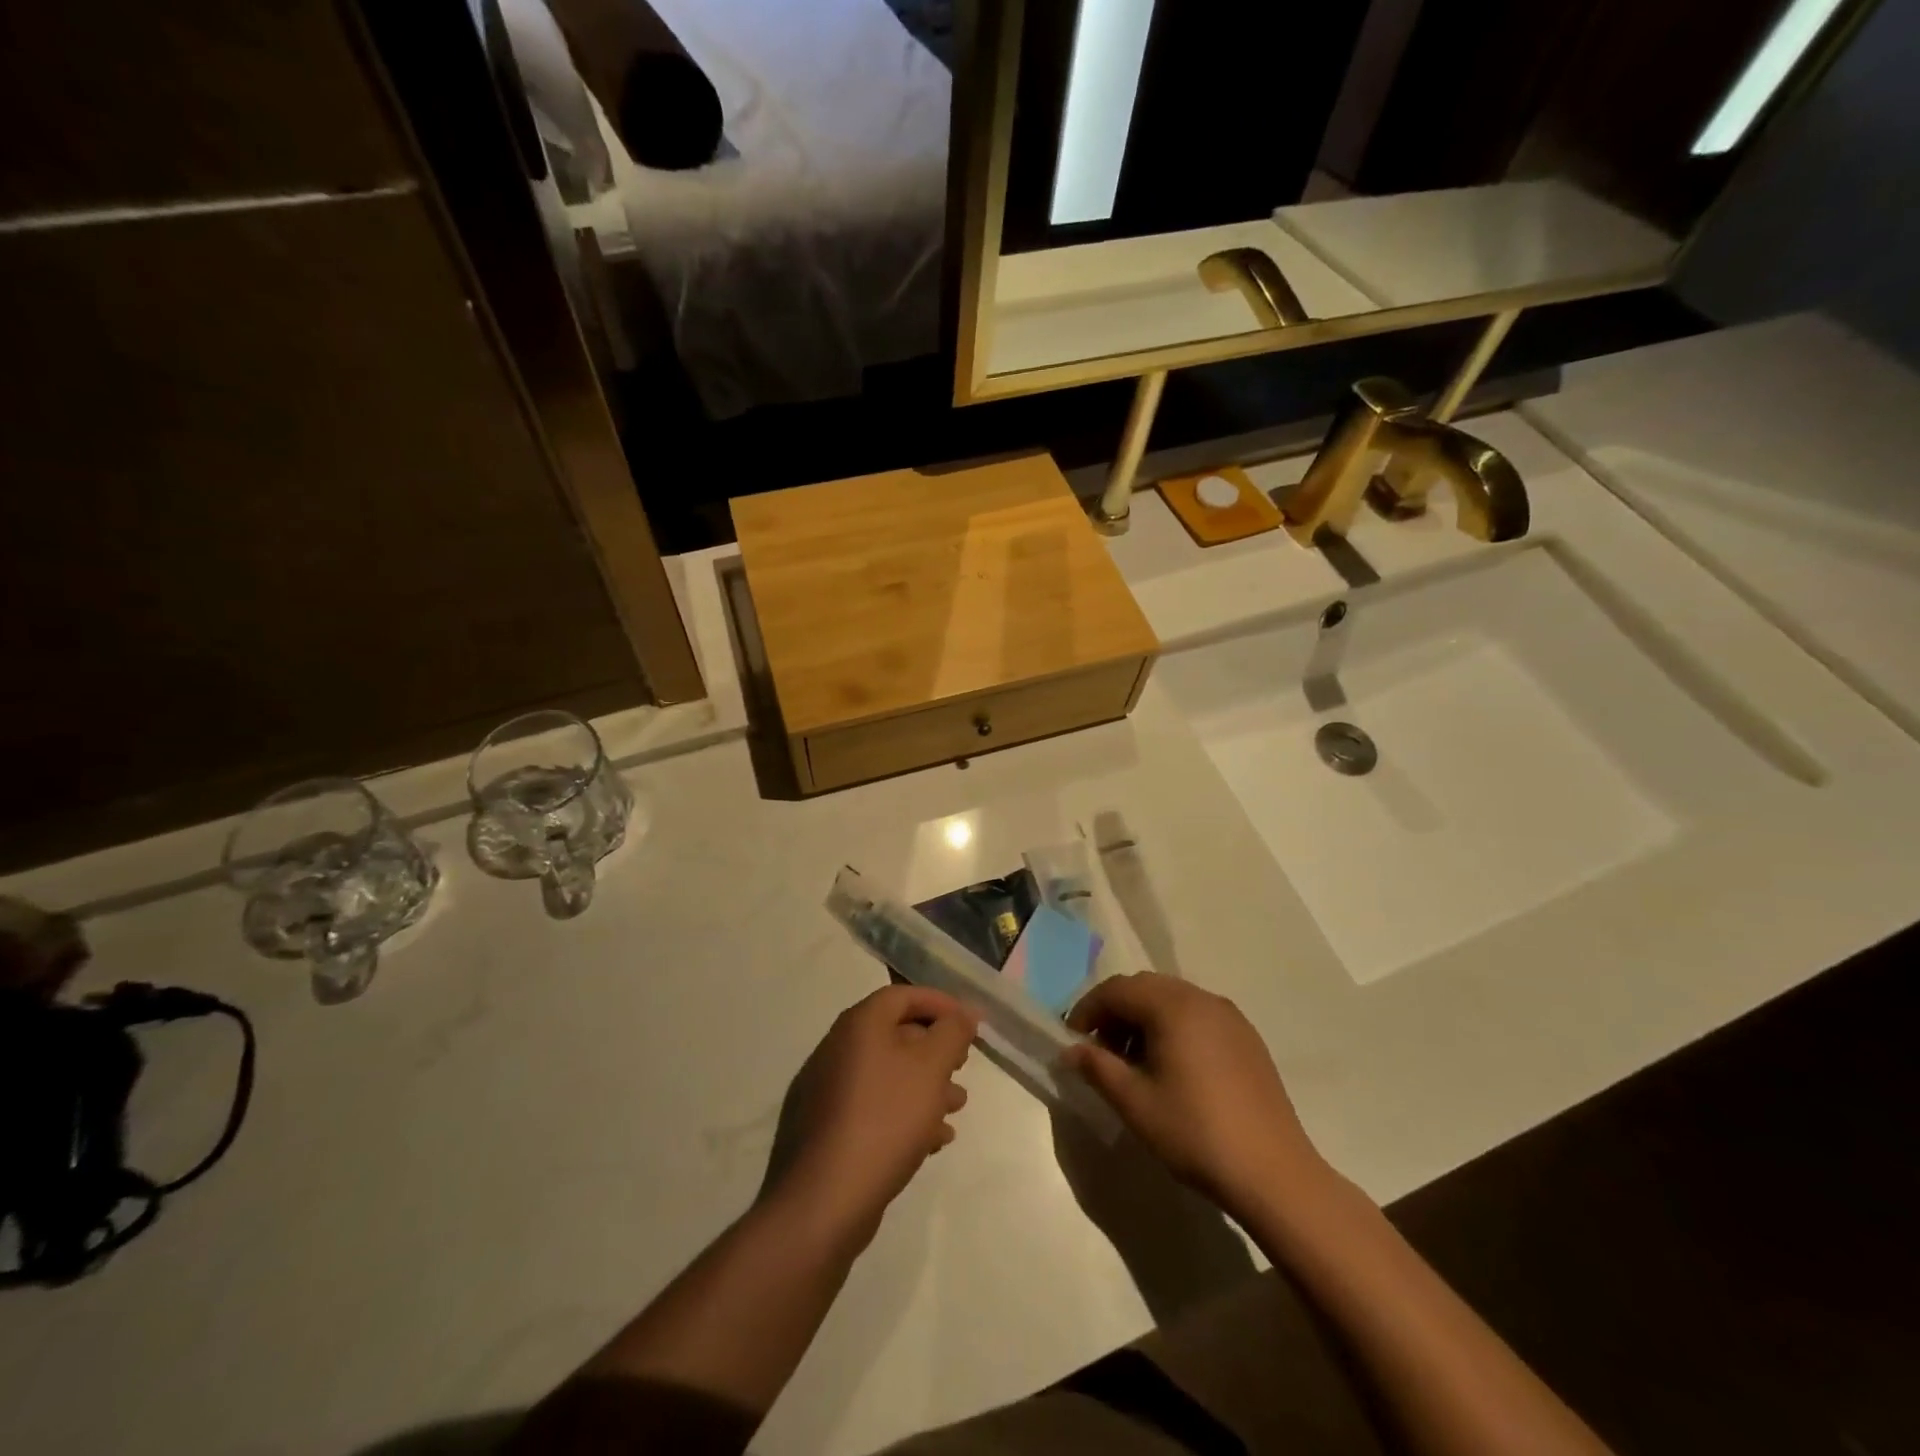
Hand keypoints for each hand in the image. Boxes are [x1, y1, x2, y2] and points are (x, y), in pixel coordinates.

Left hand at [760, 985, 977, 1255]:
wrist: (824, 1200)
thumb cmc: (884, 1119)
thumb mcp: (930, 1069)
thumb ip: (952, 1033)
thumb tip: (965, 1011)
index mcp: (858, 1025)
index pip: (902, 996)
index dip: (939, 1003)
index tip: (969, 1023)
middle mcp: (837, 1049)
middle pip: (894, 1034)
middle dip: (934, 1050)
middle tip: (963, 1067)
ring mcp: (827, 1091)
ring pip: (887, 1075)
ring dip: (924, 1085)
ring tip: (956, 1108)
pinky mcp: (826, 1130)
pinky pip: (873, 1107)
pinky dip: (904, 1113)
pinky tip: (932, 1139)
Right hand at [1065, 974, 1328, 1217]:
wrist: (1274, 1174)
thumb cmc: (1196, 1133)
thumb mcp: (1135, 1103)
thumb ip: (1098, 1067)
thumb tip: (1071, 1050)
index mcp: (1173, 1006)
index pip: (1117, 989)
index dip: (1088, 1009)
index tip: (1073, 1040)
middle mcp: (1202, 998)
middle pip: (1145, 987)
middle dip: (1115, 1011)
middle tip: (1099, 1050)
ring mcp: (1229, 1016)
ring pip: (1172, 999)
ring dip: (1144, 1018)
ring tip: (1133, 1061)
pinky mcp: (1246, 1038)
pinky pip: (1197, 1015)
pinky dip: (1173, 1027)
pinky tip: (1171, 1067)